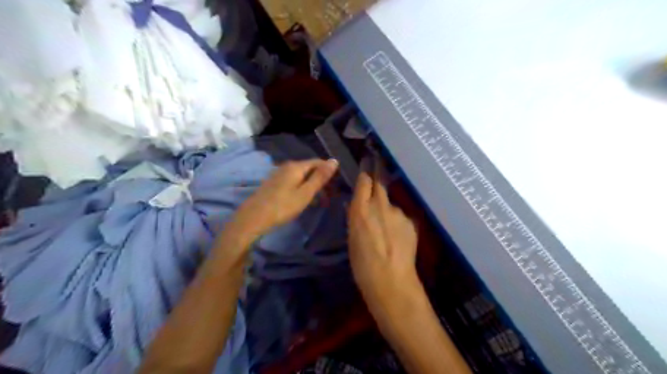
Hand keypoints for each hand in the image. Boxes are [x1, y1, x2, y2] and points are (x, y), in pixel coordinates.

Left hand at [226, 158, 339, 242]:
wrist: (254, 218)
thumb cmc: (283, 206)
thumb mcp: (305, 193)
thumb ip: (320, 177)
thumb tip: (334, 160)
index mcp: (296, 166)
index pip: (318, 162)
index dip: (330, 172)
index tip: (337, 186)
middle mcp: (287, 166)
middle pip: (310, 169)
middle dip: (321, 180)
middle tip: (330, 196)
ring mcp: (279, 174)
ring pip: (302, 176)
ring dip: (312, 186)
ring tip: (320, 201)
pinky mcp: (274, 183)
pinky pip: (294, 181)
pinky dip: (302, 188)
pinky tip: (304, 200)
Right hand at [347, 173, 417, 320]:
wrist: (391, 280)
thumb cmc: (362, 264)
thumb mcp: (352, 238)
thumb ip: (356, 217)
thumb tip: (356, 204)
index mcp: (360, 209)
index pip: (364, 181)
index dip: (366, 170)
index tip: (368, 161)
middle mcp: (380, 205)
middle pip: (381, 181)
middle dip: (378, 169)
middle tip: (377, 160)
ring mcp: (398, 212)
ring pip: (391, 203)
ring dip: (387, 207)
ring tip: (386, 226)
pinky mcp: (411, 221)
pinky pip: (401, 216)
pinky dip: (397, 221)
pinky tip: (396, 236)